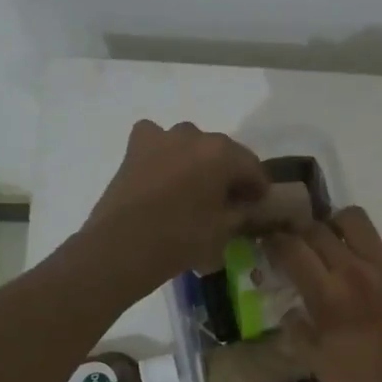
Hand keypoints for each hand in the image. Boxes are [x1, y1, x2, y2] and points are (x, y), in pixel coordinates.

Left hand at [81, 120, 268, 293]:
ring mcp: (162, 137)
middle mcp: (195, 136)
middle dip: (228, 173)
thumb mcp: (224, 231)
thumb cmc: (182, 239)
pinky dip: (164, 152)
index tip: (257, 205)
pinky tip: (162, 172)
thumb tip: (246, 207)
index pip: (252, 167)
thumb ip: (242, 213)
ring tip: (194, 188)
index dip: (258, 188)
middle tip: (227, 200)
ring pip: (190, 144)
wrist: (123, 246)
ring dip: (197, 161)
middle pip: (222, 153)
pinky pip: (157, 141)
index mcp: (223, 153)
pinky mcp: (136, 146)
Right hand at [268, 207, 381, 381]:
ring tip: (337, 242)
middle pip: (318, 230)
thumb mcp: (317, 364)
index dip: (274, 242)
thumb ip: (298, 331)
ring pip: (357, 219)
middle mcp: (356, 272)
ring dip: (340, 224)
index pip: (291, 250)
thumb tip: (290, 309)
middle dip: (300, 233)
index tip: (269, 246)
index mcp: (328, 296)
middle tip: (299, 248)